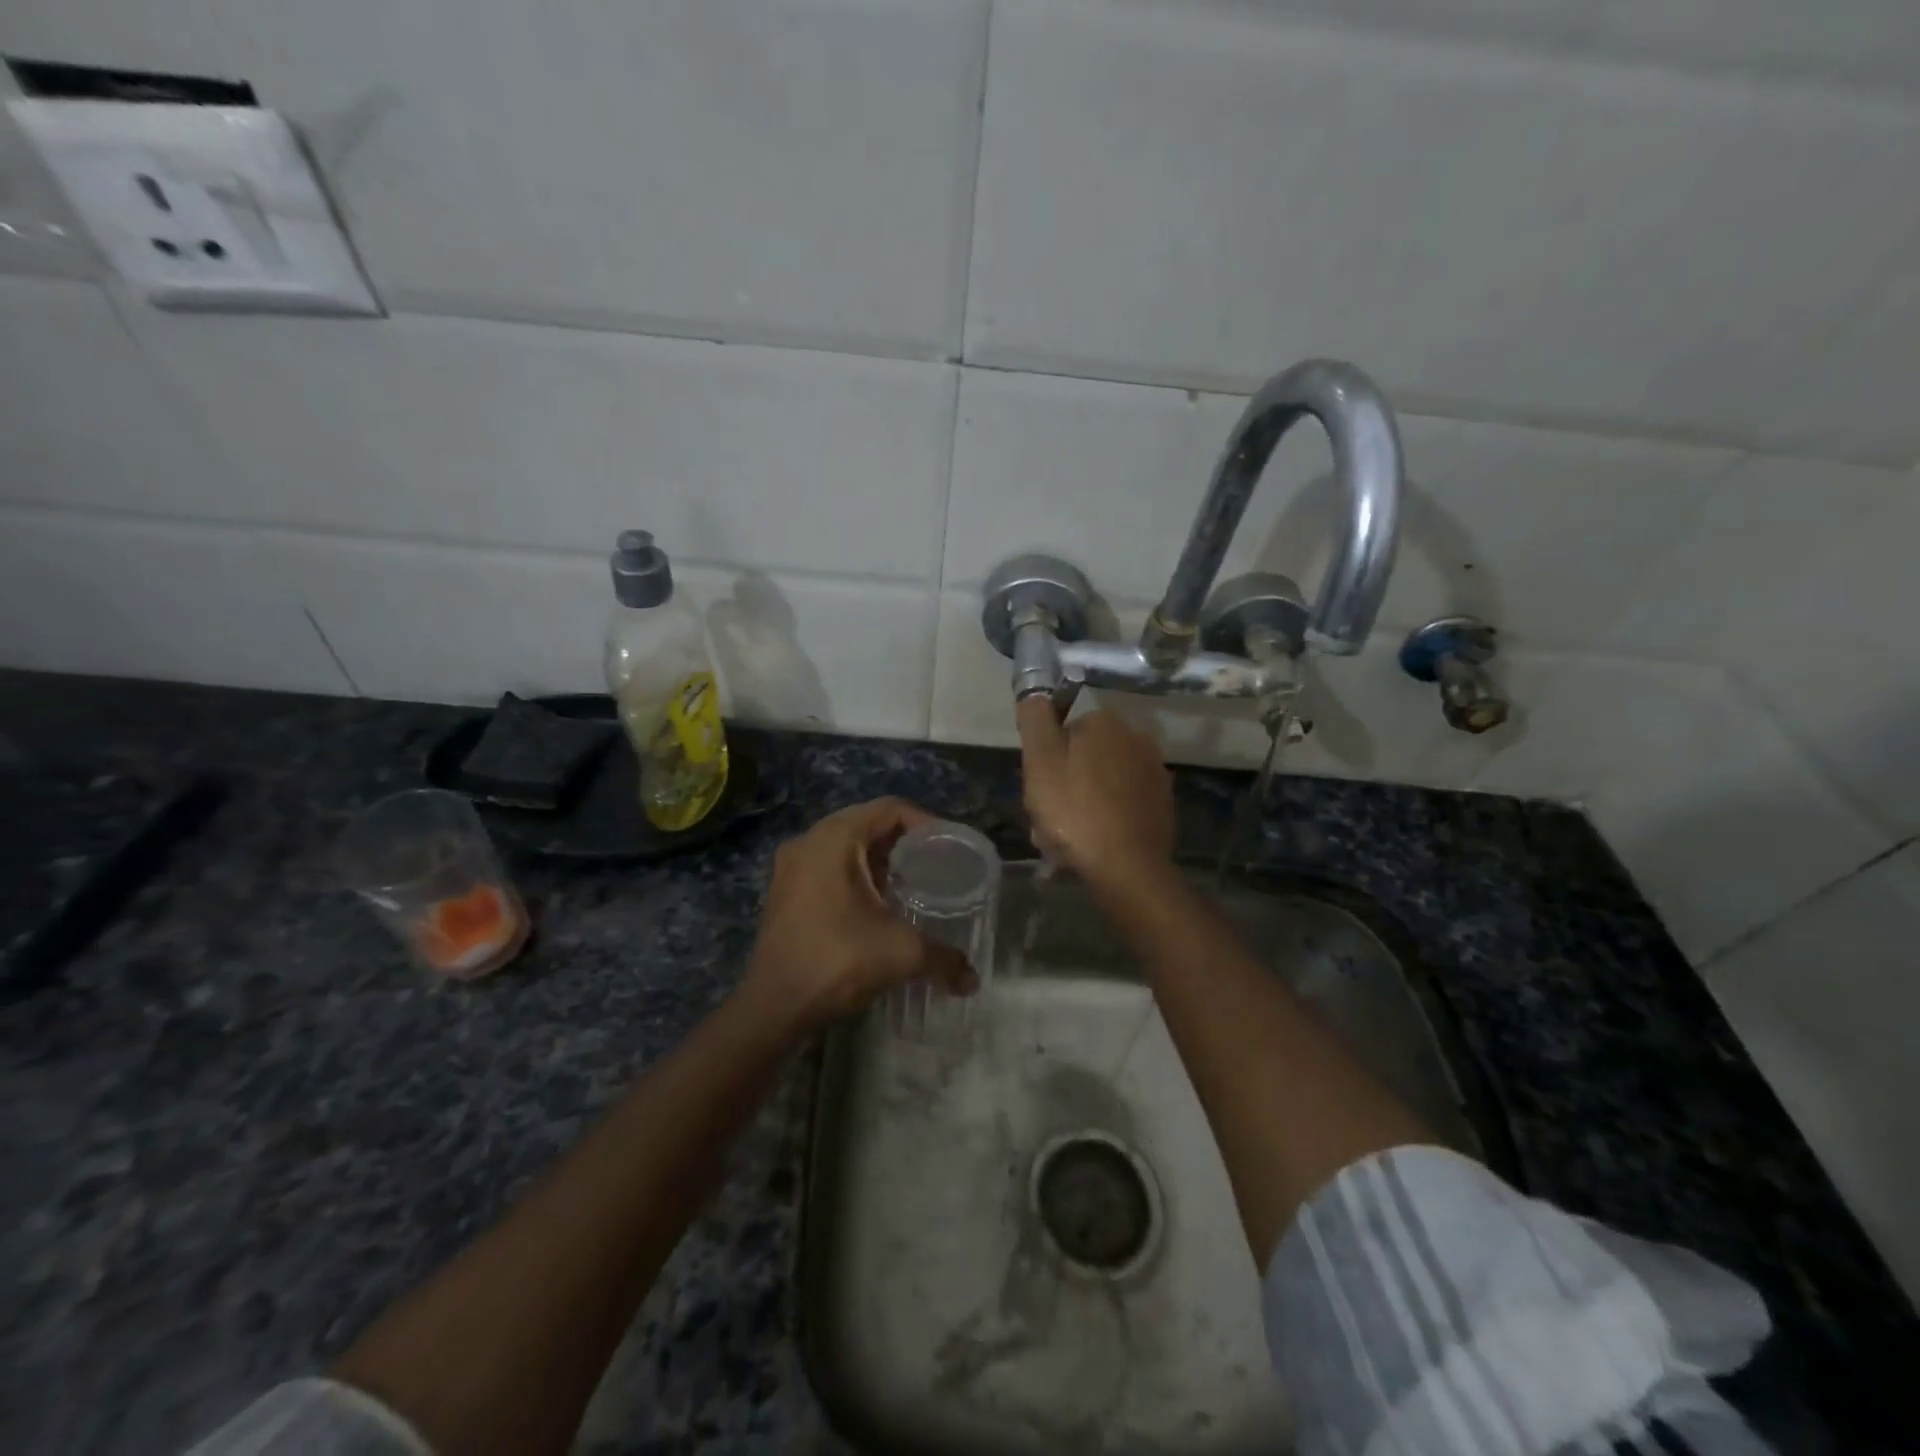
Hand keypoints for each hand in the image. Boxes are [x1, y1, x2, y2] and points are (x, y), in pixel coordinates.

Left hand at [744, 797, 973, 1030]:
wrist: (773, 1006)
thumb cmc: (836, 961)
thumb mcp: (901, 953)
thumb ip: (944, 959)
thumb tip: (972, 980)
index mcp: (835, 837)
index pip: (891, 809)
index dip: (927, 823)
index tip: (949, 849)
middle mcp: (809, 840)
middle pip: (869, 824)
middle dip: (905, 843)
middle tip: (936, 867)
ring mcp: (791, 866)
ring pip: (848, 846)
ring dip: (880, 860)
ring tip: (911, 885)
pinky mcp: (785, 890)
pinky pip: (830, 866)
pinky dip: (857, 876)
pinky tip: (878, 905)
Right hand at [1017, 699, 1175, 890]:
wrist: (1128, 867)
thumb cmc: (1075, 812)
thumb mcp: (1040, 762)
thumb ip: (1035, 720)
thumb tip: (1035, 692)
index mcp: (1104, 722)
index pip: (1063, 732)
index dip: (1045, 762)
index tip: (1039, 790)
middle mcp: (1136, 736)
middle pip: (1084, 757)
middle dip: (1065, 784)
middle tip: (1050, 820)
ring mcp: (1154, 770)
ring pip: (1103, 781)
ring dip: (1084, 802)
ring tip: (1068, 839)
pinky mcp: (1163, 801)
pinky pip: (1123, 802)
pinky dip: (1108, 816)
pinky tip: (1095, 842)